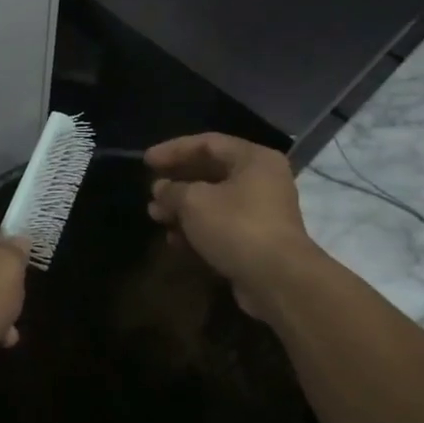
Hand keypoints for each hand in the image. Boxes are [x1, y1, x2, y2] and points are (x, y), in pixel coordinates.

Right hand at [145, 134, 312, 318]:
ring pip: (213, 202)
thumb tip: (161, 189)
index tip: (146, 161)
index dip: (173, 150)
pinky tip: (174, 241)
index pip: (208, 143)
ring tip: (156, 217)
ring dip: (182, 209)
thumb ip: (172, 190)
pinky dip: (197, 230)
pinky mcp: (256, 240)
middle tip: (151, 192)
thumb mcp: (194, 202)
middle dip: (176, 183)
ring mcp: (261, 212)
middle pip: (210, 173)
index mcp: (253, 160)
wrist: (277, 280)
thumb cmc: (236, 227)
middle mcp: (261, 180)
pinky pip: (221, 226)